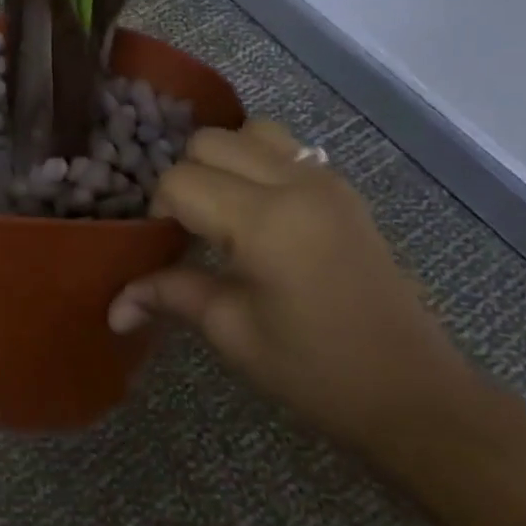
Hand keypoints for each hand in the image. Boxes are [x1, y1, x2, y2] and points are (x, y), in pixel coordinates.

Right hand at [109, 121, 477, 449]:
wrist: (412, 393)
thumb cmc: (314, 370)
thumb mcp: (231, 332)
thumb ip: (169, 296)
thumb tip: (113, 307)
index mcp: (265, 221)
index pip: (179, 181)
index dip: (159, 212)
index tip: (166, 250)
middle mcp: (296, 183)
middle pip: (210, 141)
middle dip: (186, 179)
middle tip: (189, 230)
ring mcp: (327, 180)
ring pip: (249, 132)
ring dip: (223, 162)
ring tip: (222, 212)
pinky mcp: (343, 190)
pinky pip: (285, 148)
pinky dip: (256, 164)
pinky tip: (257, 213)